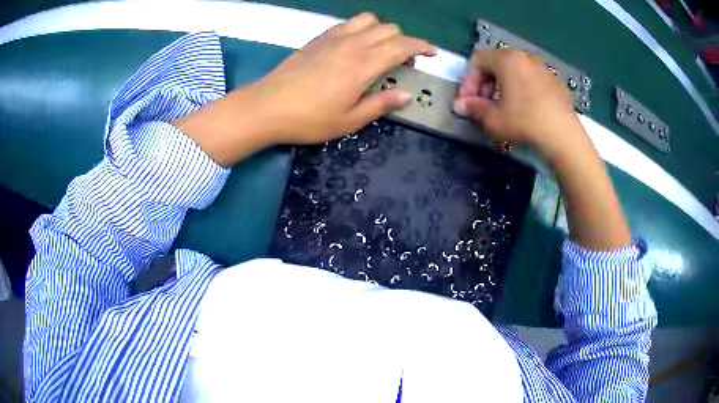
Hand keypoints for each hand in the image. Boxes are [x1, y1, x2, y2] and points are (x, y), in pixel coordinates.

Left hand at [177, 12, 435, 165]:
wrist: (267, 107)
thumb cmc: (309, 120)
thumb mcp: (349, 121)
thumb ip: (381, 104)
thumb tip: (406, 95)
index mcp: (363, 65)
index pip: (402, 45)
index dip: (422, 47)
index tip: (431, 53)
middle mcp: (352, 44)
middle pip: (389, 29)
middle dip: (405, 41)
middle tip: (405, 61)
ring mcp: (334, 38)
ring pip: (369, 20)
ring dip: (383, 30)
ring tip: (381, 49)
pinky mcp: (319, 38)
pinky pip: (348, 23)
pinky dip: (362, 29)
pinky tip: (357, 45)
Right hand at [453, 49, 630, 249]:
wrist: (563, 137)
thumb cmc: (524, 122)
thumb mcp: (493, 118)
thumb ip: (473, 107)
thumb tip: (459, 105)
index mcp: (506, 59)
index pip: (477, 61)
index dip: (468, 81)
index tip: (468, 102)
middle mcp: (524, 57)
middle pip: (496, 63)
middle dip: (486, 83)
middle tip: (485, 105)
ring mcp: (543, 68)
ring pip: (515, 71)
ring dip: (504, 86)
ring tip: (505, 108)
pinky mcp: (556, 82)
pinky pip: (532, 79)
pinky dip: (522, 89)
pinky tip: (526, 110)